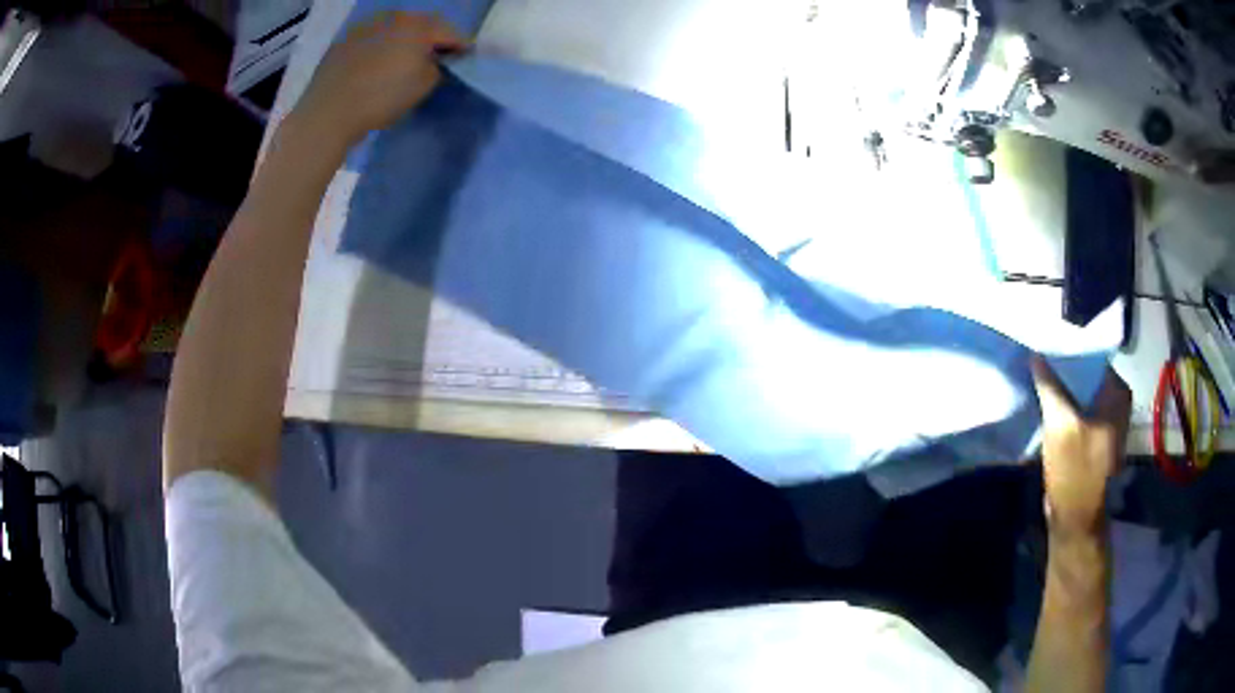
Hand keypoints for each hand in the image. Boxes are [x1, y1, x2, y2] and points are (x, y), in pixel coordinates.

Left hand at [292, 12, 468, 148]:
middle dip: (430, 41)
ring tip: (402, 64)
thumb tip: (434, 61)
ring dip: (402, 44)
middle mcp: (393, 18)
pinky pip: (370, 42)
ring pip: (394, 32)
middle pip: (421, 27)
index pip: (451, 32)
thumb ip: (438, 67)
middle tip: (435, 60)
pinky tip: (375, 69)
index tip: (465, 60)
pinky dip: (378, 51)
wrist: (329, 112)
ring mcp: (365, 27)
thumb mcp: (424, 85)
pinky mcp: (343, 42)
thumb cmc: (382, 97)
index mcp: (418, 25)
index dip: (461, 47)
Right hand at [1031, 356, 1131, 539]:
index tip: (1045, 347)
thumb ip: (1050, 387)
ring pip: (1081, 393)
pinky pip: (1080, 410)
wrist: (1075, 521)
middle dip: (1064, 370)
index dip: (1068, 351)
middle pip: (1087, 375)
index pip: (1092, 357)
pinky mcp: (1095, 437)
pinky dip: (1065, 407)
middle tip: (1039, 363)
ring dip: (1063, 390)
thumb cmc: (1074, 472)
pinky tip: (1048, 406)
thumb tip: (1037, 354)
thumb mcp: (1060, 426)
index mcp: (1117, 394)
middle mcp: (1116, 402)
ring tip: (1040, 381)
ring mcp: (1107, 420)